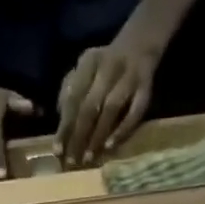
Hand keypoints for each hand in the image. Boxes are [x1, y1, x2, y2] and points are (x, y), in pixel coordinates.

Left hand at [55, 38, 159, 165]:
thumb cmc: (105, 66)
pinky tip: (110, 146)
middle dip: (79, 136)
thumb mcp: (85, 70)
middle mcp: (108, 66)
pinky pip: (135, 112)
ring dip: (98, 135)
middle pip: (90, 105)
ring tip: (89, 158)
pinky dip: (122, 129)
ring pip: (111, 108)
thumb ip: (70, 91)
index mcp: (89, 62)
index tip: (58, 151)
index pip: (73, 97)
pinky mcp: (147, 86)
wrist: (140, 42)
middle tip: (73, 161)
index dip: (65, 126)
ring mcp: (130, 75)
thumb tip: (61, 121)